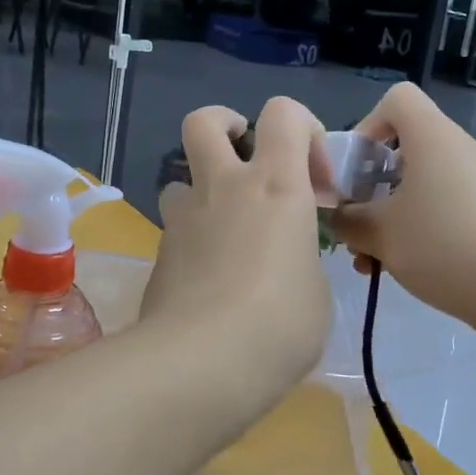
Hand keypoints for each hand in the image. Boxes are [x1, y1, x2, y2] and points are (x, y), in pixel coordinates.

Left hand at [143, 97, 330, 394]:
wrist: (202, 361)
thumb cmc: (279, 323)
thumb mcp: (316, 290)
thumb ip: (300, 256)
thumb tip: (284, 260)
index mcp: (276, 185)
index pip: (283, 113)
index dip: (303, 127)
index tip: (315, 178)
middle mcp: (225, 186)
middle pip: (205, 121)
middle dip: (226, 126)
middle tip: (247, 158)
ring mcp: (184, 217)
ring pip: (181, 176)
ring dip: (204, 191)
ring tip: (226, 228)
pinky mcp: (159, 251)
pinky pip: (176, 227)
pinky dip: (193, 238)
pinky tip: (209, 278)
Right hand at [331, 83, 475, 332]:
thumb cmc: (441, 246)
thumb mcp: (378, 234)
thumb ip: (347, 219)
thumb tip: (338, 216)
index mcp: (434, 137)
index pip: (398, 99)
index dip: (369, 124)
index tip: (357, 168)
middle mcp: (462, 148)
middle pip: (407, 146)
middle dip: (374, 183)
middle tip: (357, 221)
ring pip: (426, 182)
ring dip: (394, 212)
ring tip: (374, 259)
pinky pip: (450, 202)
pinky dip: (424, 224)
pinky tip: (410, 266)